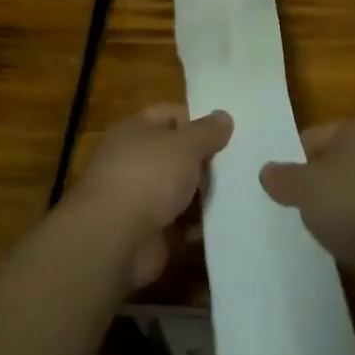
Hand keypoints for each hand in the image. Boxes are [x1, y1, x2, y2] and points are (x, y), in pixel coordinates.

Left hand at [69, 104, 232, 288]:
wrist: (113, 240)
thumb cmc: (148, 176)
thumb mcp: (185, 144)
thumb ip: (207, 131)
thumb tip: (224, 116)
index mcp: (134, 131)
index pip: (169, 115)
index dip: (197, 120)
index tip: (227, 132)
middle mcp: (133, 162)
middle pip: (176, 154)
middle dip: (205, 160)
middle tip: (240, 163)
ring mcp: (139, 200)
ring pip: (180, 190)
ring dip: (204, 194)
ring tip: (241, 191)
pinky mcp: (148, 233)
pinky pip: (180, 224)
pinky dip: (199, 225)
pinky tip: (226, 222)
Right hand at [259, 120, 354, 280]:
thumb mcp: (307, 189)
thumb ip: (284, 178)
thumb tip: (267, 171)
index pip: (312, 136)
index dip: (291, 161)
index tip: (276, 189)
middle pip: (334, 164)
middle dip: (314, 187)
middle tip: (292, 211)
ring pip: (352, 192)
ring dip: (336, 210)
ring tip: (314, 233)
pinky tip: (342, 247)